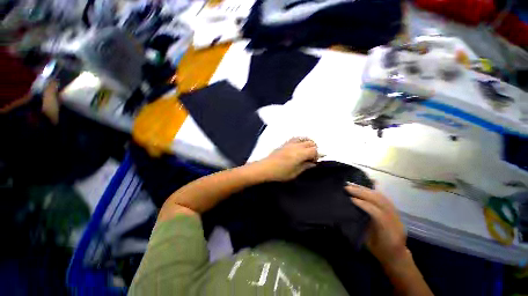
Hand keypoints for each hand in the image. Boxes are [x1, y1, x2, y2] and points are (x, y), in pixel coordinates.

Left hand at [255, 137, 318, 181]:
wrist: (266, 168)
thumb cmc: (280, 173)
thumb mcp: (295, 173)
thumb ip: (305, 166)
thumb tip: (313, 163)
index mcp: (300, 154)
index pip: (314, 150)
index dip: (317, 155)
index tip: (314, 162)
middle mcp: (296, 146)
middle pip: (310, 143)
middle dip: (314, 149)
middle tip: (311, 157)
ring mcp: (290, 143)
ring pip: (304, 138)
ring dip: (308, 143)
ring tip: (306, 151)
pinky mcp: (285, 143)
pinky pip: (296, 138)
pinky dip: (301, 141)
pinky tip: (299, 147)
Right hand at [345, 183, 408, 267]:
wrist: (396, 255)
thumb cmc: (379, 250)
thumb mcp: (368, 242)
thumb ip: (362, 226)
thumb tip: (351, 211)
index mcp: (389, 232)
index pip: (377, 213)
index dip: (363, 204)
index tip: (350, 198)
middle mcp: (395, 220)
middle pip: (380, 201)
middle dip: (362, 192)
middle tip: (347, 188)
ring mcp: (396, 214)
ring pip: (381, 197)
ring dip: (365, 189)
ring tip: (352, 185)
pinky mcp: (394, 210)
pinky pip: (383, 197)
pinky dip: (372, 191)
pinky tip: (363, 187)